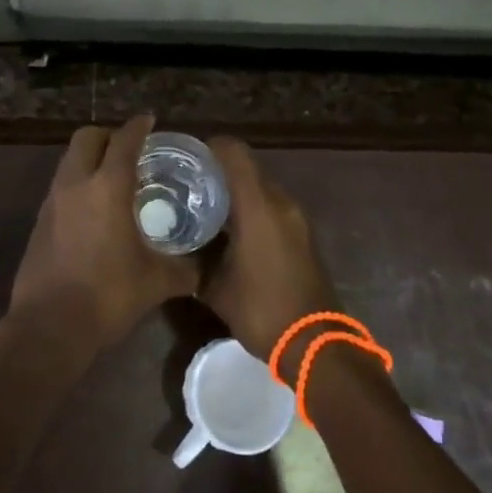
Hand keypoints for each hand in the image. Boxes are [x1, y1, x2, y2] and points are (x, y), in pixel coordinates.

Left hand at [7, 115, 197, 358]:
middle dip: (109, 134)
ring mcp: (52, 201)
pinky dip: (78, 182)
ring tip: (113, 177)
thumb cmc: (108, 296)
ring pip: (70, 160)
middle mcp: (76, 183)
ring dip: (90, 158)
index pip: (124, 141)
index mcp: (107, 187)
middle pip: (87, 138)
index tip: (150, 120)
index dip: (138, 126)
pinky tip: (94, 208)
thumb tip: (205, 267)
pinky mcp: (40, 220)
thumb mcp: (157, 282)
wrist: (50, 326)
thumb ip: (185, 268)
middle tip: (130, 148)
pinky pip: (61, 185)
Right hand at [201, 138, 339, 376]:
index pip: (234, 153)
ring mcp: (296, 218)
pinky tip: (231, 229)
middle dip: (220, 171)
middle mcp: (280, 202)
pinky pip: (273, 206)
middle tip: (188, 183)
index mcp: (258, 206)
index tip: (185, 157)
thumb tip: (175, 250)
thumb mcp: (216, 288)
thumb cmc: (262, 310)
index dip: (210, 147)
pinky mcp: (303, 234)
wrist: (316, 345)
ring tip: (206, 206)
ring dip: (237, 191)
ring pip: (261, 187)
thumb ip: (194, 261)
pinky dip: (252, 208)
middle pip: (248, 168)